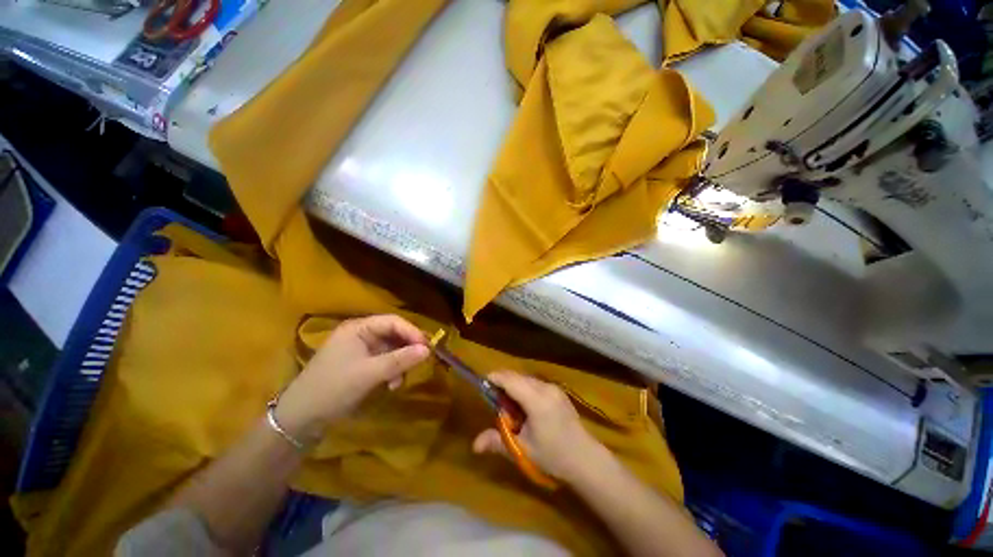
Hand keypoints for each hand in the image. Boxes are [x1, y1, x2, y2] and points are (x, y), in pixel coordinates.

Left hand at [275, 315, 428, 443]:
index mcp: (358, 328)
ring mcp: (360, 350)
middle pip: (393, 334)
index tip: (428, 347)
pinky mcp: (360, 364)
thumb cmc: (333, 388)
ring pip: (391, 349)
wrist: (300, 419)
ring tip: (399, 381)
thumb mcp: (369, 374)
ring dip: (400, 363)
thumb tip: (428, 350)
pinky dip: (391, 371)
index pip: (393, 322)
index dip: (412, 332)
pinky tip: (391, 385)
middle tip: (421, 361)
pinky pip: (384, 361)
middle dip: (407, 349)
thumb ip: (400, 360)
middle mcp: (360, 334)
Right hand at [472, 371, 608, 482]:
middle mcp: (546, 388)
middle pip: (518, 377)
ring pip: (527, 380)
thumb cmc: (553, 457)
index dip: (495, 378)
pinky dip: (525, 389)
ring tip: (509, 407)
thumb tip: (474, 445)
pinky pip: (536, 384)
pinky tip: (525, 408)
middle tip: (493, 400)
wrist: (586, 460)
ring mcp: (554, 389)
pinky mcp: (559, 392)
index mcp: (537, 400)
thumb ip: (497, 442)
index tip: (482, 383)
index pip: (511, 380)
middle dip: (503, 383)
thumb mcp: (523, 451)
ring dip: (514, 387)